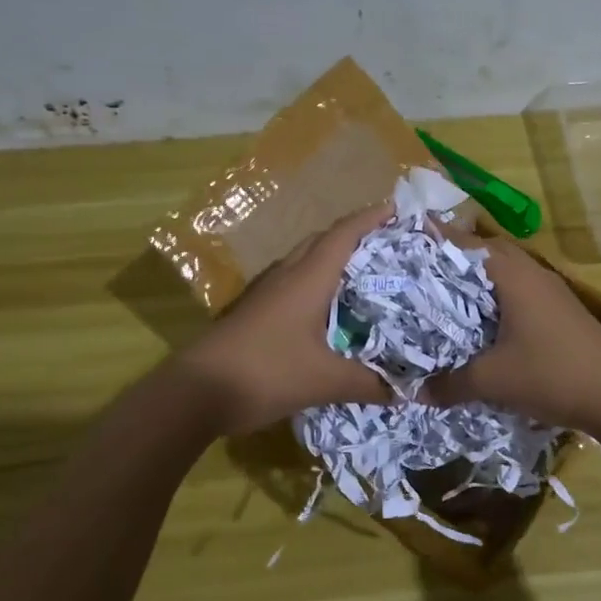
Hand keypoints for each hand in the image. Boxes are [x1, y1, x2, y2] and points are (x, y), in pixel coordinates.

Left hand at [178, 204, 393, 435]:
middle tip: (386, 245)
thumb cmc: (265, 372)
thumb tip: (405, 391)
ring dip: (332, 260)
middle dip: (354, 235)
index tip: (396, 208)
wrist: (195, 391)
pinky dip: (316, 284)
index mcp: (307, 279)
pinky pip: (293, 284)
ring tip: (364, 275)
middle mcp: (286, 276)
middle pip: (322, 241)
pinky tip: (328, 310)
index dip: (369, 218)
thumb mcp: (324, 381)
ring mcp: (265, 293)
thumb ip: (367, 384)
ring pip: (304, 262)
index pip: (343, 235)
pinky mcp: (254, 312)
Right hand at [421, 226, 600, 430]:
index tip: (403, 237)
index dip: (435, 238)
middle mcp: (531, 273)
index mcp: (513, 275)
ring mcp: (549, 292)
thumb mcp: (493, 381)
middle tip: (416, 270)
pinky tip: (480, 324)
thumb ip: (450, 383)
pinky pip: (516, 294)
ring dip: (475, 281)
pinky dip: (493, 300)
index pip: (466, 243)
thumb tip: (414, 392)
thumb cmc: (553, 374)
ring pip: (503, 275)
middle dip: (451, 259)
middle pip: (485, 254)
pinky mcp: (559, 312)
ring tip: (441, 296)